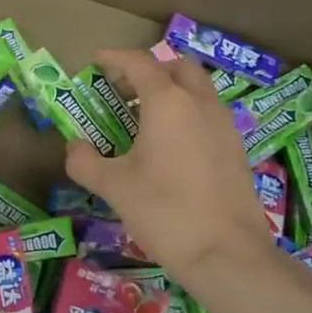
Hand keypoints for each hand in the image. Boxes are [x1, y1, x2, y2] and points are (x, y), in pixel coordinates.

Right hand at [63, 49, 282, 289]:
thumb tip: (74, 148)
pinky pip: (209, 116)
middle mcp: (200, 104)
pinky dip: (187, 115)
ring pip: (198, 90)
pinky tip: (170, 148)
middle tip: (123, 90)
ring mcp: (224, 126)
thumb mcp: (114, 187)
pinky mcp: (237, 150)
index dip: (115, 57)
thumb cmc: (165, 211)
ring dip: (171, 92)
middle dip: (149, 70)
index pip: (140, 63)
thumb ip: (86, 161)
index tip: (96, 60)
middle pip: (177, 67)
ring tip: (143, 120)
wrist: (227, 255)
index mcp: (168, 102)